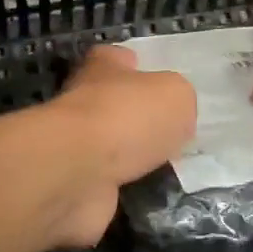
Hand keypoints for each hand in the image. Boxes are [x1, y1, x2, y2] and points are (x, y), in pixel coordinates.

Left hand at [41, 45, 196, 247]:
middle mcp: (83, 100)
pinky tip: (146, 193)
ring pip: (110, 146)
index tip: (157, 84)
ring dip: (131, 156)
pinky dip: (123, 188)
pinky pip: (106, 182)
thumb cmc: (127, 117)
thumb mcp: (176, 96)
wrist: (78, 171)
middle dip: (137, 117)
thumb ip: (178, 100)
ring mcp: (75, 144)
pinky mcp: (73, 182)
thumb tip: (172, 117)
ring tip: (165, 167)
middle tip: (172, 134)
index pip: (117, 58)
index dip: (137, 67)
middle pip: (113, 103)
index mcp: (103, 67)